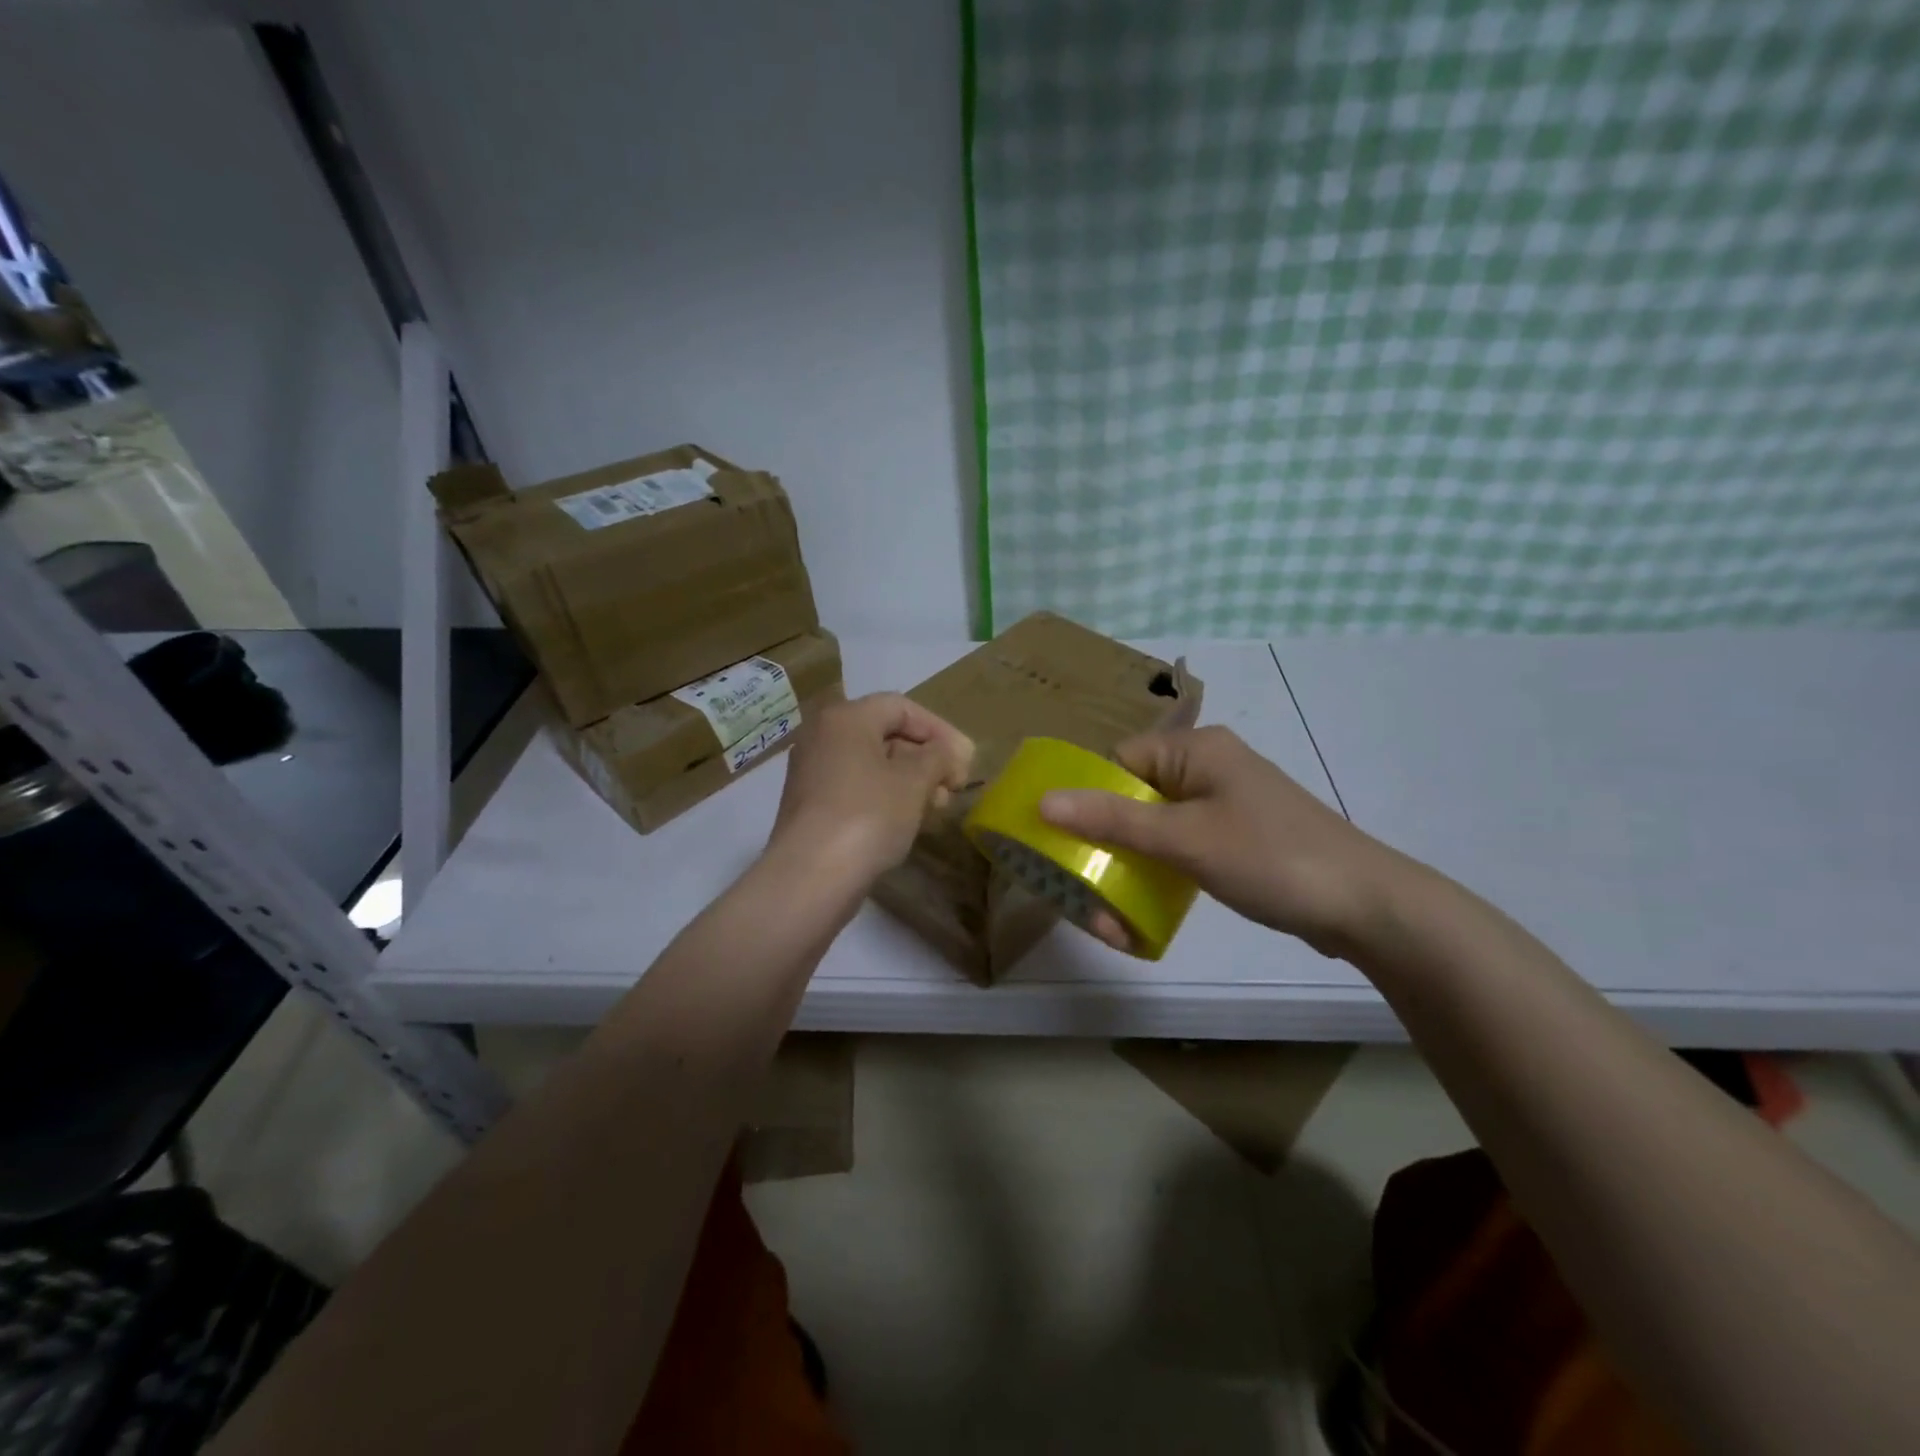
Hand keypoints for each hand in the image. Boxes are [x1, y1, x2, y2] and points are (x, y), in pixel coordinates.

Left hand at [766, 693, 973, 889]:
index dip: (939, 730)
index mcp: (845, 718)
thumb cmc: (868, 816)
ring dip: (909, 780)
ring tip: (936, 807)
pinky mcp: (810, 805)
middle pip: (885, 734)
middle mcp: (822, 736)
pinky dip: (884, 796)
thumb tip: (950, 752)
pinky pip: (855, 788)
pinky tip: (906, 821)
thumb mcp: (914, 781)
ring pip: (871, 764)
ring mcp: (812, 772)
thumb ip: (939, 757)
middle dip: (925, 757)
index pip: (901, 707)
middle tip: (953, 786)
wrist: (810, 877)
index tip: (965, 760)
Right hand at [1039, 725, 1402, 958]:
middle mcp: (1205, 769)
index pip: (1117, 762)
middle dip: (1104, 846)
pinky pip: (1178, 850)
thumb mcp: (1184, 839)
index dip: (1085, 797)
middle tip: (1083, 890)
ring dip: (1127, 869)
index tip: (1061, 842)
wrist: (1366, 907)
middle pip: (1131, 798)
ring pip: (1152, 830)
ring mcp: (1221, 806)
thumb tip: (1044, 801)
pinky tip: (1140, 915)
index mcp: (1194, 750)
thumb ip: (1113, 818)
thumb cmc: (1271, 858)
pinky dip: (1157, 876)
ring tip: (1108, 919)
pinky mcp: (1233, 839)